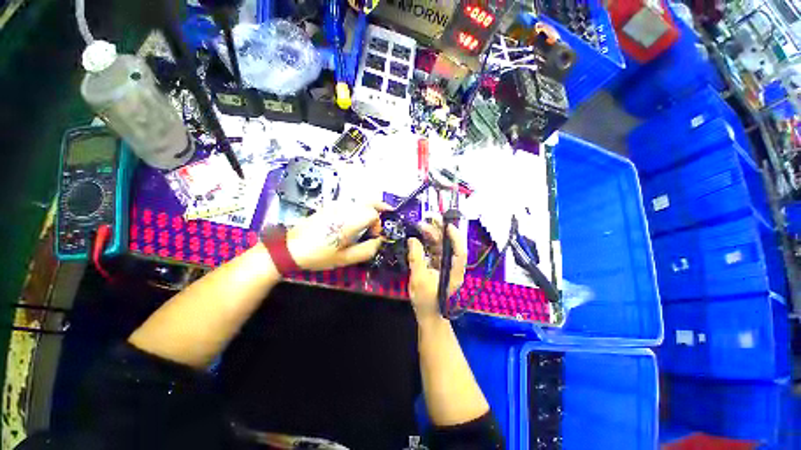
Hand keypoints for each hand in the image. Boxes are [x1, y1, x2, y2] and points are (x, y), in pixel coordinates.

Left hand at [286, 202, 389, 270]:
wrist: (290, 248)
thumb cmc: (318, 255)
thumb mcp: (344, 259)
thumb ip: (366, 250)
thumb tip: (379, 241)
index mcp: (348, 221)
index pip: (372, 214)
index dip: (378, 225)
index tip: (374, 236)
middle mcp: (343, 209)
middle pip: (369, 201)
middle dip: (380, 208)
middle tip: (388, 213)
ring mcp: (335, 205)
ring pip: (360, 200)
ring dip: (371, 206)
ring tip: (375, 217)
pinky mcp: (330, 206)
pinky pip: (351, 203)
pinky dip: (360, 206)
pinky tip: (359, 216)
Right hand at [407, 220, 466, 320]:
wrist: (428, 316)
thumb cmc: (426, 301)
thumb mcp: (418, 280)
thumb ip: (416, 258)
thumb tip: (412, 240)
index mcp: (454, 272)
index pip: (460, 252)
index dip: (455, 237)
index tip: (447, 225)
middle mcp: (452, 267)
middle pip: (449, 245)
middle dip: (440, 231)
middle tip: (429, 218)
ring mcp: (445, 266)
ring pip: (441, 246)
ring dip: (432, 235)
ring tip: (421, 225)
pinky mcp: (438, 267)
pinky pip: (435, 252)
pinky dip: (428, 243)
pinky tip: (420, 237)